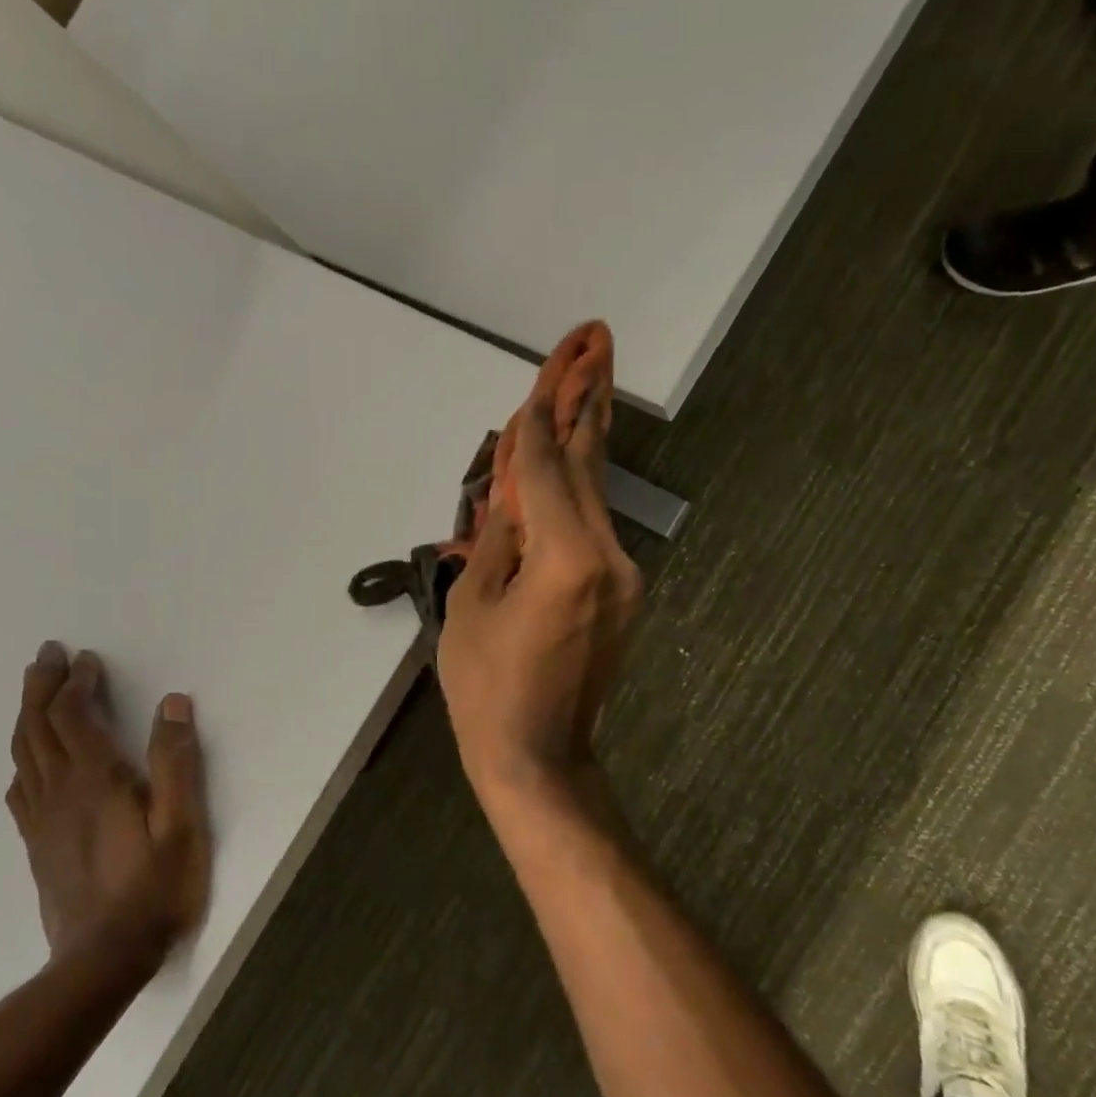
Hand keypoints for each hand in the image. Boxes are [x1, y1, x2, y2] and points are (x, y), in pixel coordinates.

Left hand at [6, 643, 211, 969]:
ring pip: (23, 754)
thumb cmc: (154, 889)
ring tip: (34, 691)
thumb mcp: (182, 825)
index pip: (74, 717)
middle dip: (41, 686)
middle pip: (38, 727)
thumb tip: (172, 704)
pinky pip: (20, 789)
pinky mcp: (38, 844)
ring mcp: (43, 820)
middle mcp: (60, 791)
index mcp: (96, 780)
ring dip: (27, 715)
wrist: (102, 960)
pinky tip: (27, 761)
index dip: (78, 683)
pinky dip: (22, 759)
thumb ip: (177, 763)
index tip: (89, 659)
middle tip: (47, 654)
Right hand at [437, 378, 642, 799]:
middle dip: (586, 401)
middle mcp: (608, 556)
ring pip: (597, 494)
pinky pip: (595, 527)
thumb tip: (509, 493)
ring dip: (585, 440)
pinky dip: (577, 493)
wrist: (539, 757)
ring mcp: (624, 575)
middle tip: (595, 339)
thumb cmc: (487, 688)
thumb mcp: (471, 607)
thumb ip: (496, 538)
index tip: (543, 371)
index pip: (545, 471)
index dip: (536, 422)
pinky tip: (568, 461)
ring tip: (586, 380)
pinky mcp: (623, 592)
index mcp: (566, 558)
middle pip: (589, 466)